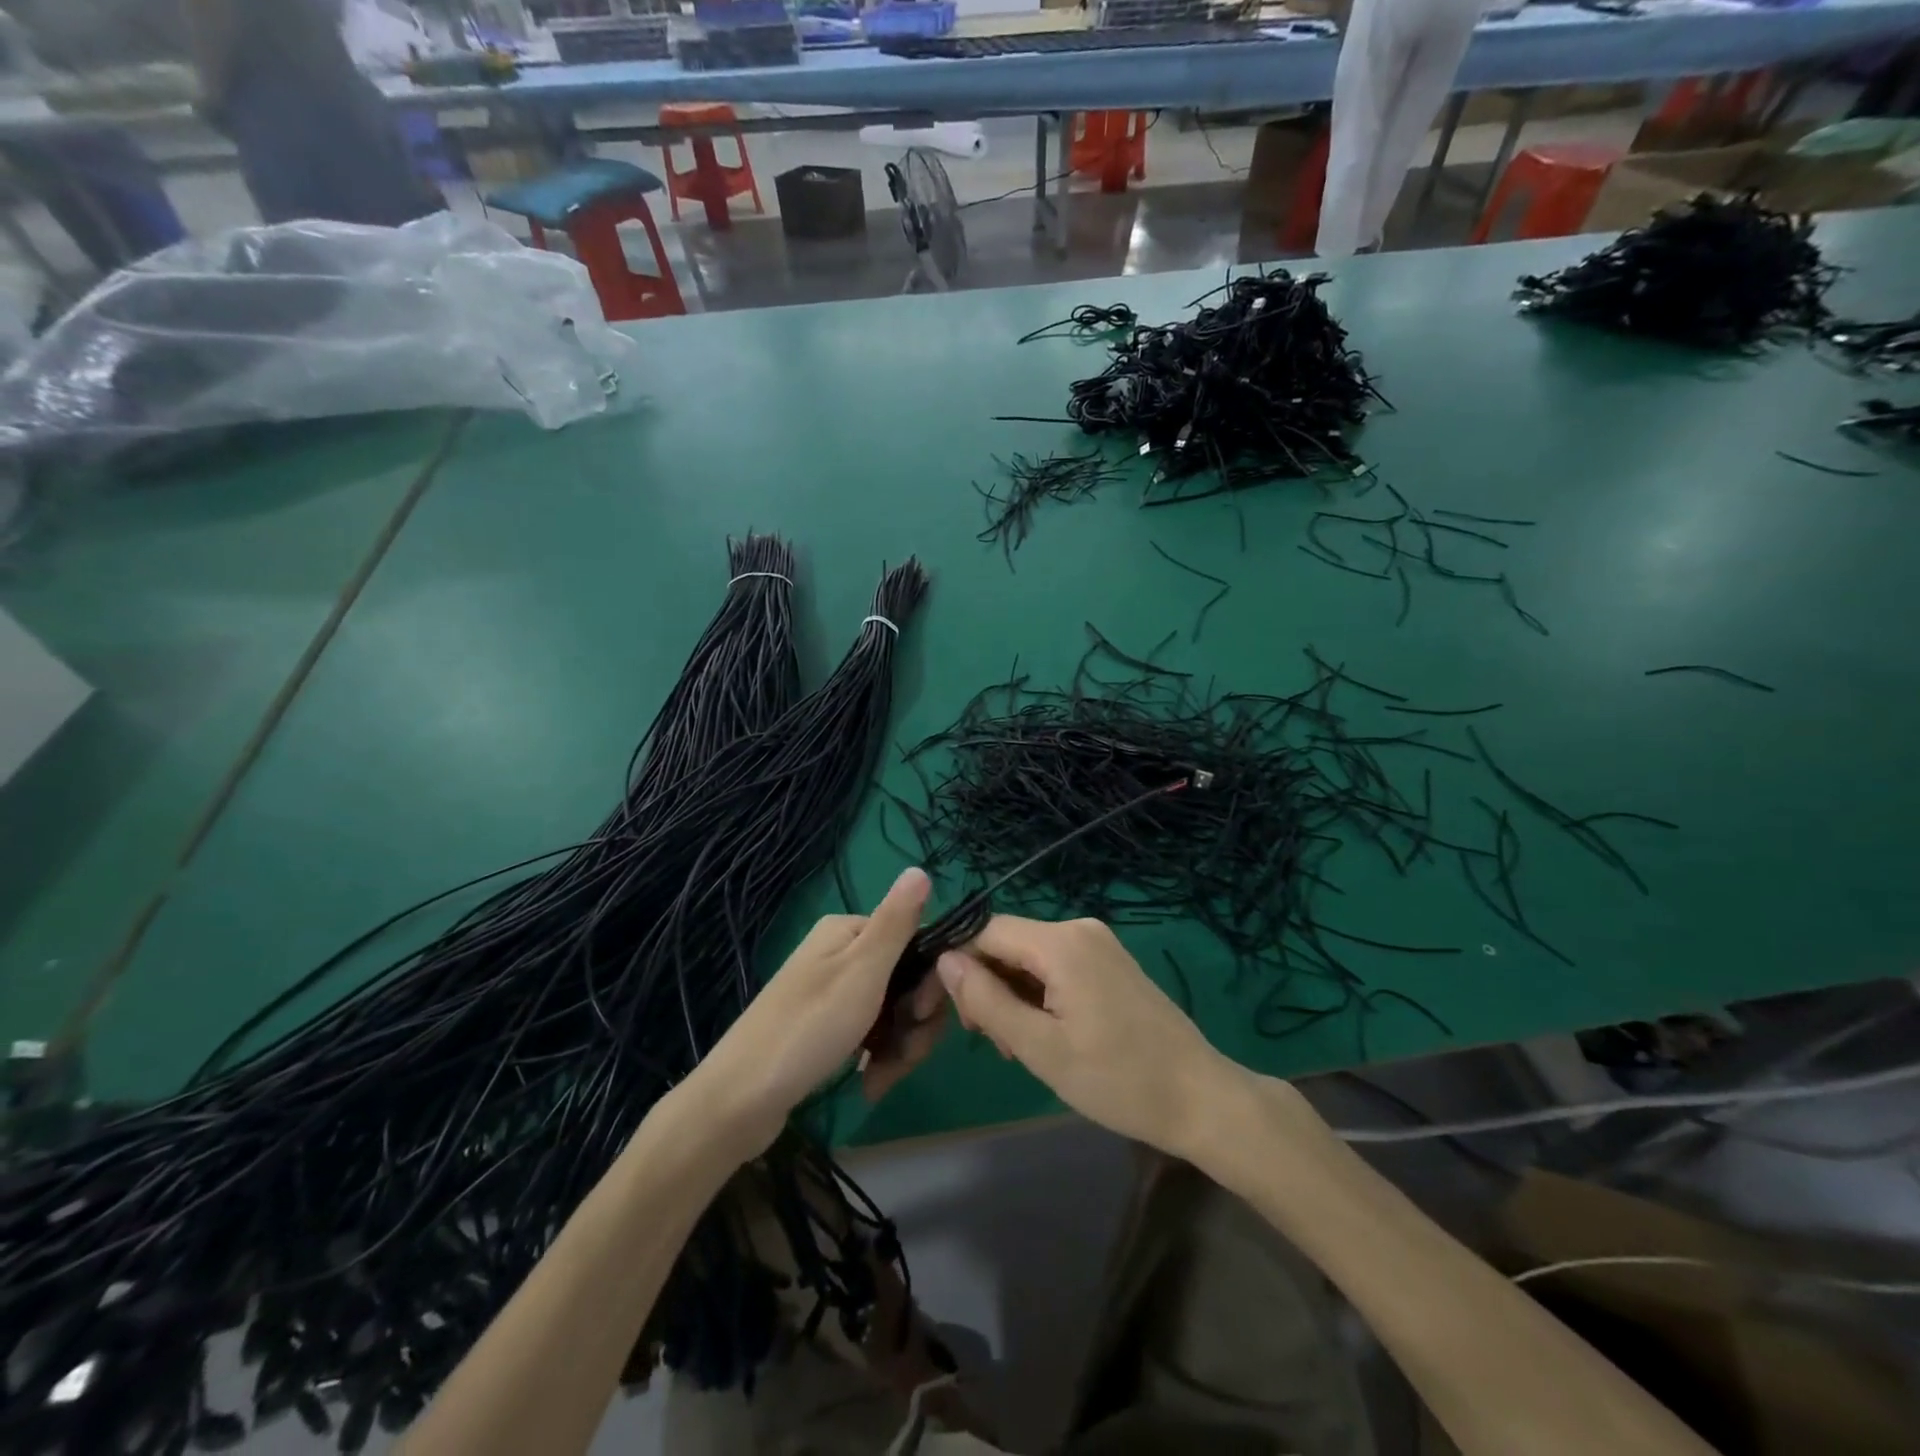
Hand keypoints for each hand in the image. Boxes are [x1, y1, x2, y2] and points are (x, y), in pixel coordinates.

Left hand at [687, 868, 945, 1153]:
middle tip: (903, 1056)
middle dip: (913, 1023)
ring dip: (898, 1047)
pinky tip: (870, 1084)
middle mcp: (839, 954)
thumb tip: (919, 868)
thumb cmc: (809, 1026)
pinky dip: (878, 1057)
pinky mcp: (826, 1028)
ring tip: (881, 1079)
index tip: (922, 1014)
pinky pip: (871, 1034)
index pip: (915, 943)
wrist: (740, 1100)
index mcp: (848, 931)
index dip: (930, 980)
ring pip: (892, 1013)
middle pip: (905, 981)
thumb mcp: (863, 969)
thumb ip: (896, 922)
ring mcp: (832, 992)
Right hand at [934, 916, 1242, 1159]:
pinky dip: (1039, 993)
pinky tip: (1045, 1033)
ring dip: (1012, 994)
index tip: (956, 1015)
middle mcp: (1078, 928)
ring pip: (1030, 956)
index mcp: (1060, 942)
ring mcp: (1098, 943)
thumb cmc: (1117, 1079)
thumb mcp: (1040, 1047)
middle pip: (1008, 942)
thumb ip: (986, 1000)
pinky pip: (1055, 964)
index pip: (985, 931)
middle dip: (989, 986)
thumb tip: (944, 960)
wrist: (1199, 1097)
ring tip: (1020, 1047)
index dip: (960, 965)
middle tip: (994, 1043)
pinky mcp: (1109, 961)